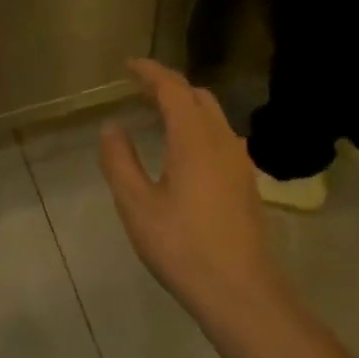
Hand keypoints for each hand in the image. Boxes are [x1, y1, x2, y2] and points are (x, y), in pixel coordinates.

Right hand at [97, 60, 280, 320]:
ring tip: (157, 114)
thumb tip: (112, 127)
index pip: (173, 88)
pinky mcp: (246, 182)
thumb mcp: (137, 205)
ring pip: (212, 116)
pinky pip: (220, 136)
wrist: (241, 292)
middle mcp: (222, 140)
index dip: (150, 72)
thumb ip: (120, 161)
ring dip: (185, 105)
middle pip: (197, 96)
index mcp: (194, 139)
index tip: (128, 65)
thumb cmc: (182, 246)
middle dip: (168, 85)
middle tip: (138, 89)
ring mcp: (239, 162)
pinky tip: (183, 150)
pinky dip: (197, 126)